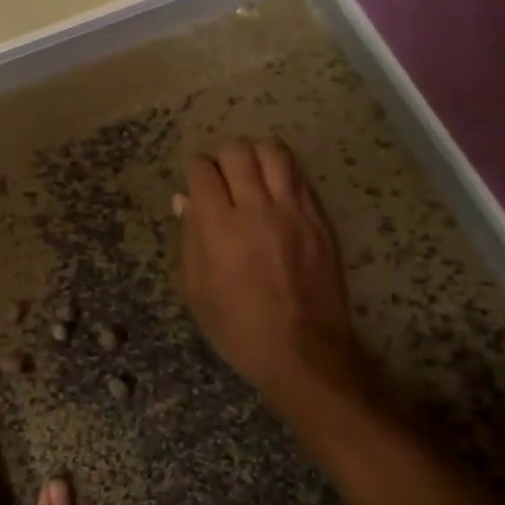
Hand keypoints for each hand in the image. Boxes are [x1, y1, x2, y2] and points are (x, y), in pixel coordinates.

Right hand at [175, 139, 364, 413]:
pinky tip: (276, 190)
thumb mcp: (196, 291)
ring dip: (256, 154)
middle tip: (222, 175)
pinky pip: (300, 176)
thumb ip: (189, 239)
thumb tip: (184, 200)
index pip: (203, 171)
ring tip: (251, 172)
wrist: (303, 352)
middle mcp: (257, 209)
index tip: (195, 180)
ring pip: (274, 152)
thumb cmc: (238, 329)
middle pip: (238, 152)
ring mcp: (294, 211)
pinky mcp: (320, 219)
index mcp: (220, 228)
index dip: (194, 169)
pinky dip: (283, 173)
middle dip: (222, 156)